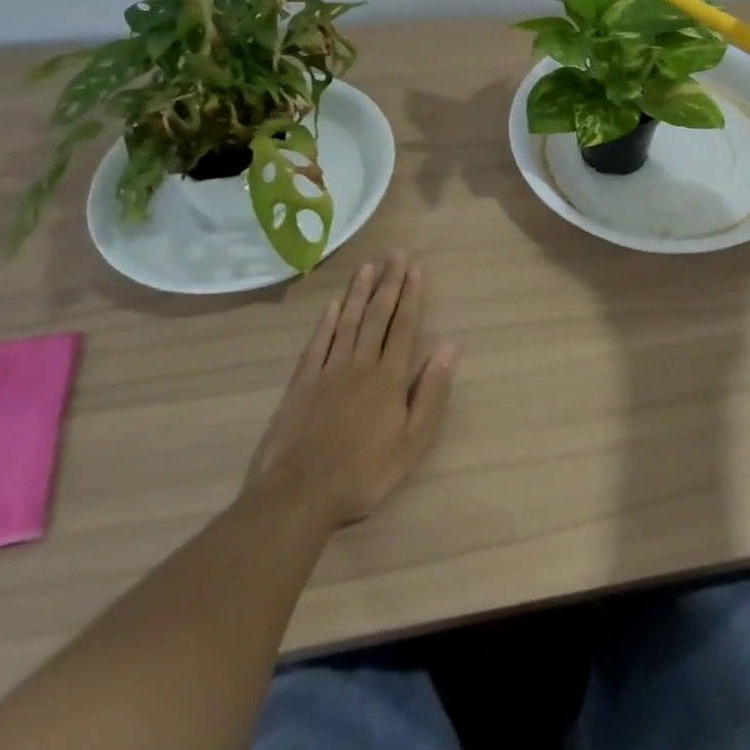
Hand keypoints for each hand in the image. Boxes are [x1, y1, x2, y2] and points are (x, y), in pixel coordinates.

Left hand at [240, 252, 457, 528]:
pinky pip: (317, 344)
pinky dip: (326, 322)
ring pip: (347, 322)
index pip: (404, 326)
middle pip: (377, 316)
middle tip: (395, 254)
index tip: (416, 268)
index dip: (411, 296)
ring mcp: (328, 371)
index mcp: (390, 377)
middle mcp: (361, 364)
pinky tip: (333, 305)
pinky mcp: (301, 384)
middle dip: (389, 283)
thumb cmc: (364, 473)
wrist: (299, 495)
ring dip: (359, 293)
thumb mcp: (412, 442)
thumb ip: (432, 392)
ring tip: (368, 267)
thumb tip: (450, 347)